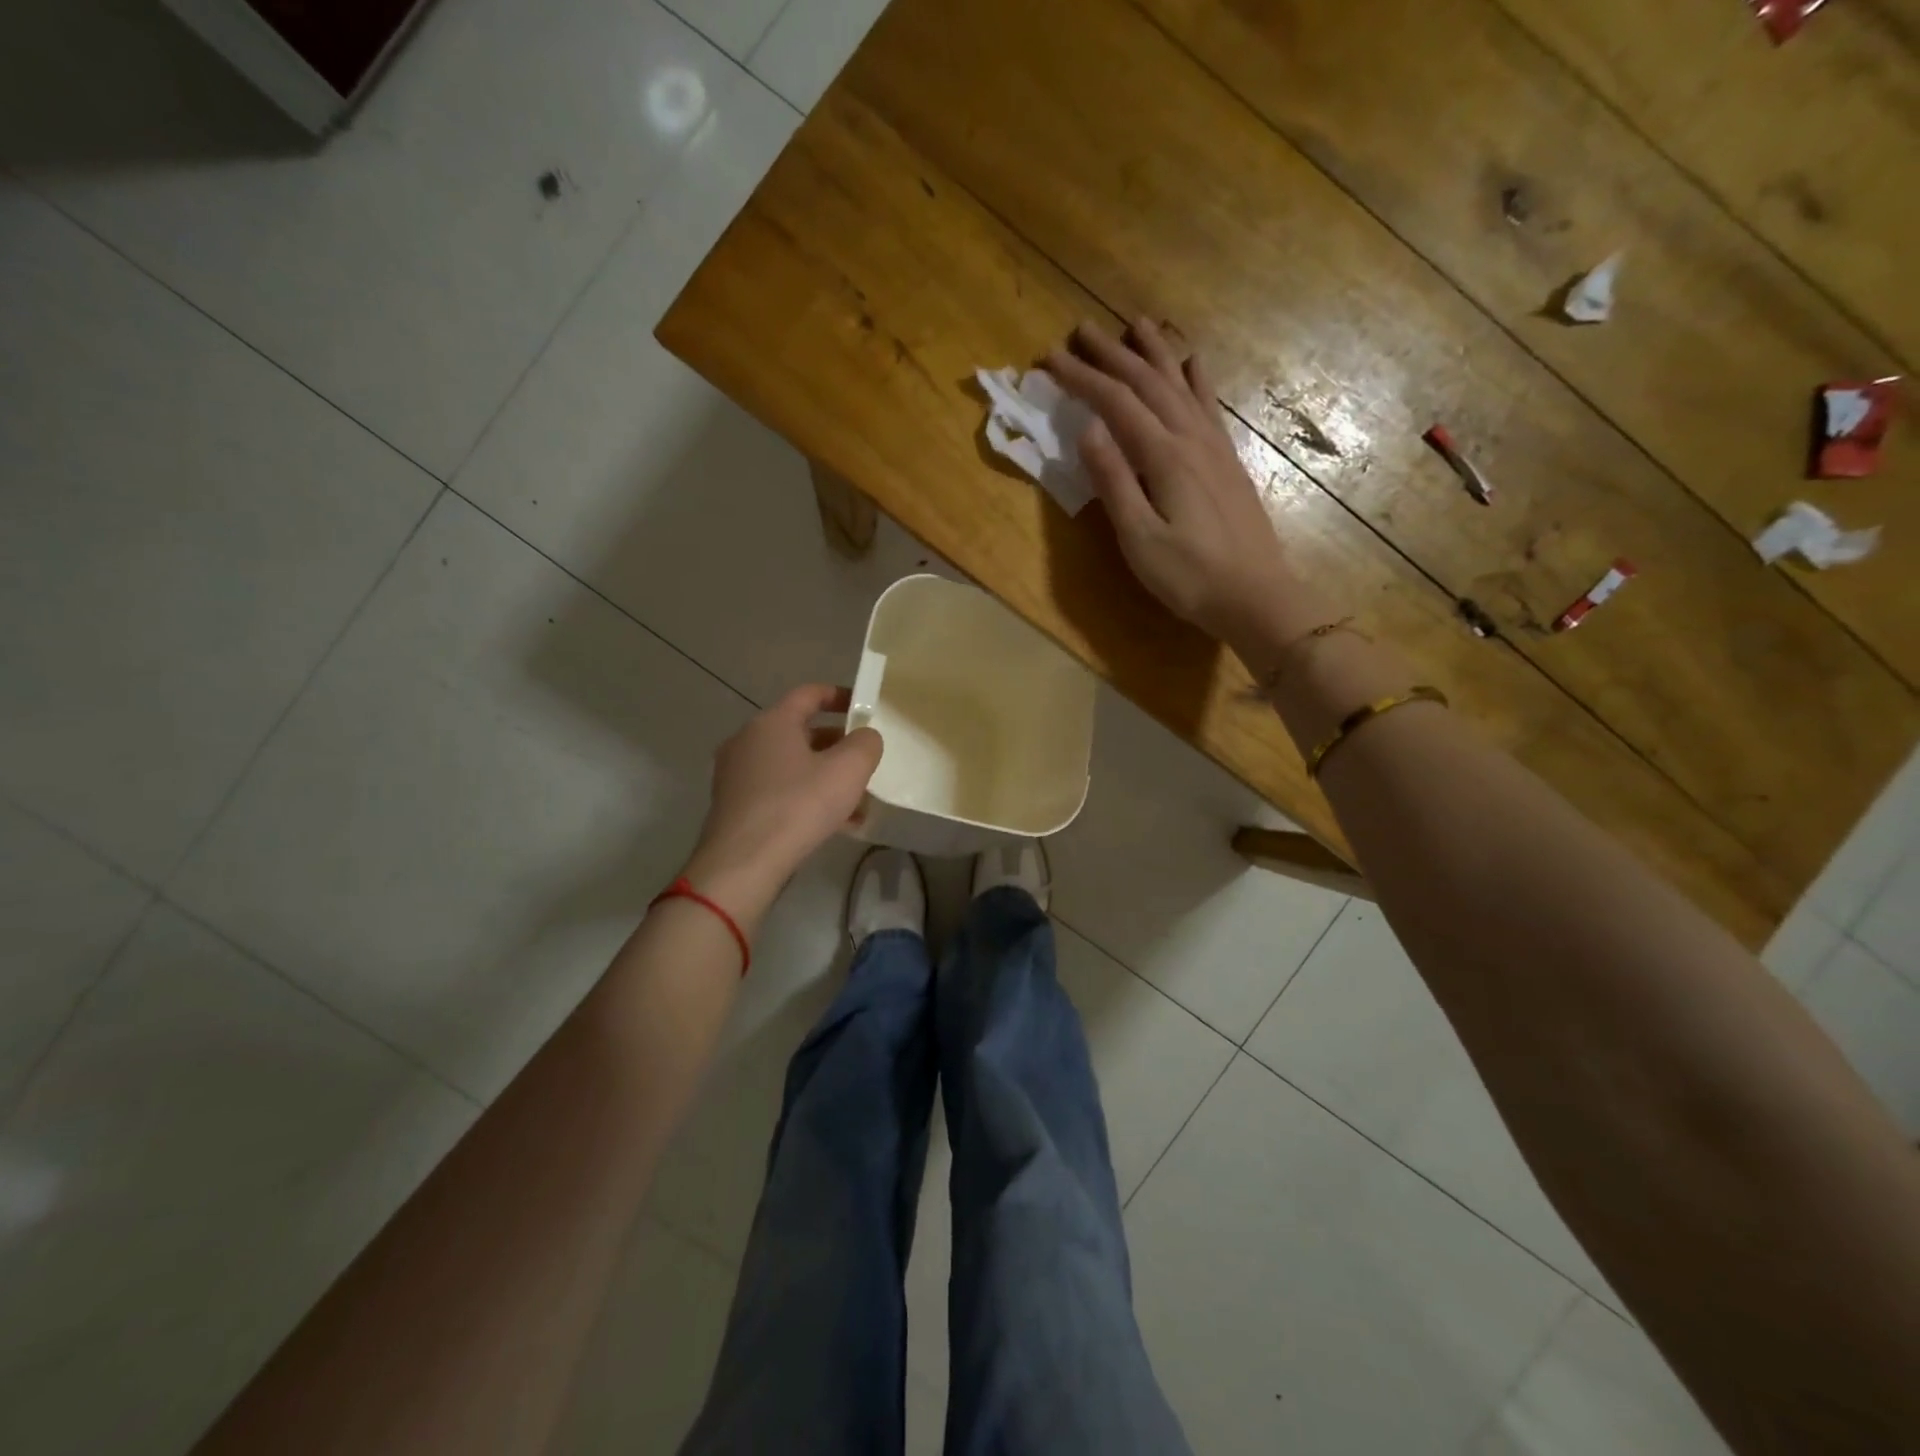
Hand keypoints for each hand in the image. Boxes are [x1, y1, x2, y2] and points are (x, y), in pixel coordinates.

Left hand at [682, 684, 882, 927]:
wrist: (743, 863)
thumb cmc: (798, 806)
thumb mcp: (848, 770)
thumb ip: (865, 744)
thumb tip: (865, 737)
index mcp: (772, 722)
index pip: (809, 694)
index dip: (840, 696)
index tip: (863, 707)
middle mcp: (748, 741)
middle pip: (801, 732)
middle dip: (837, 746)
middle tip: (863, 763)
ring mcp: (736, 775)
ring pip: (792, 766)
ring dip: (825, 778)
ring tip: (857, 804)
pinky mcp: (734, 806)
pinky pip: (778, 791)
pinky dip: (806, 798)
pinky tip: (834, 826)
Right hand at [1046, 320, 1330, 655]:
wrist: (1255, 596)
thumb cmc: (1189, 576)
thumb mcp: (1140, 537)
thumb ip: (1113, 482)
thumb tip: (1088, 429)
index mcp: (1164, 456)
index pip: (1116, 403)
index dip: (1082, 378)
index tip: (1050, 358)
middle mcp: (1191, 438)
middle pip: (1148, 382)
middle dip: (1112, 354)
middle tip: (1081, 329)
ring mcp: (1214, 446)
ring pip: (1180, 383)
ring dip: (1154, 352)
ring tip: (1135, 324)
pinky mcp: (1227, 460)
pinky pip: (1207, 403)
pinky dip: (1194, 377)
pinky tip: (1192, 363)